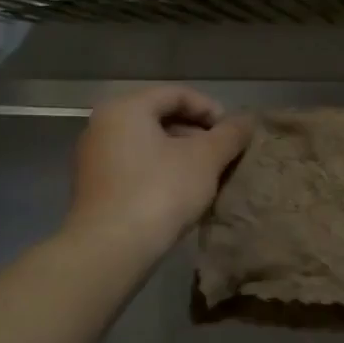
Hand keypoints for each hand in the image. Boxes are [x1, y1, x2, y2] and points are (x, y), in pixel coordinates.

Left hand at [64, 87, 252, 254]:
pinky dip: (163, 171)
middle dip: (198, 134)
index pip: (178, 94)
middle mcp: (103, 125)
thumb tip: (248, 120)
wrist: (111, 248)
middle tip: (224, 155)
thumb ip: (230, 134)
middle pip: (162, 117)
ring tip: (209, 176)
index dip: (212, 110)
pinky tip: (184, 194)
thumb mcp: (206, 159)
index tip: (233, 134)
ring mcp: (95, 157)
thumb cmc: (160, 191)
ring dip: (183, 155)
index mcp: (126, 108)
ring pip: (150, 144)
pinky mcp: (96, 187)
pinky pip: (137, 166)